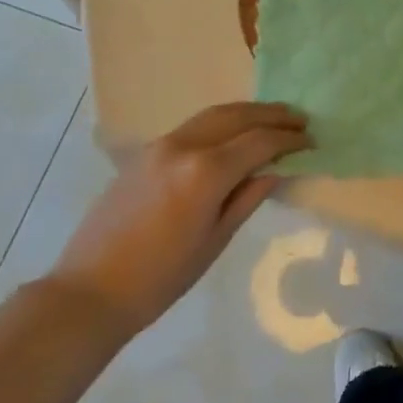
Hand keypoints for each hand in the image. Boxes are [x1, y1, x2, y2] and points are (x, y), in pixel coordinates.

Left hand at [49, 103, 311, 334]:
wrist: (91, 290)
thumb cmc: (161, 278)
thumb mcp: (214, 240)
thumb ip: (247, 198)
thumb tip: (275, 170)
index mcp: (206, 172)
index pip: (259, 142)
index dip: (289, 140)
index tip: (311, 140)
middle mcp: (185, 145)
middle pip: (237, 116)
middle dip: (272, 115)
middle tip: (299, 119)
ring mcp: (162, 144)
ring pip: (214, 114)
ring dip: (247, 112)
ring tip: (272, 118)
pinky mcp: (146, 151)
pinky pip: (194, 126)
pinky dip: (221, 122)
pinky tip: (233, 133)